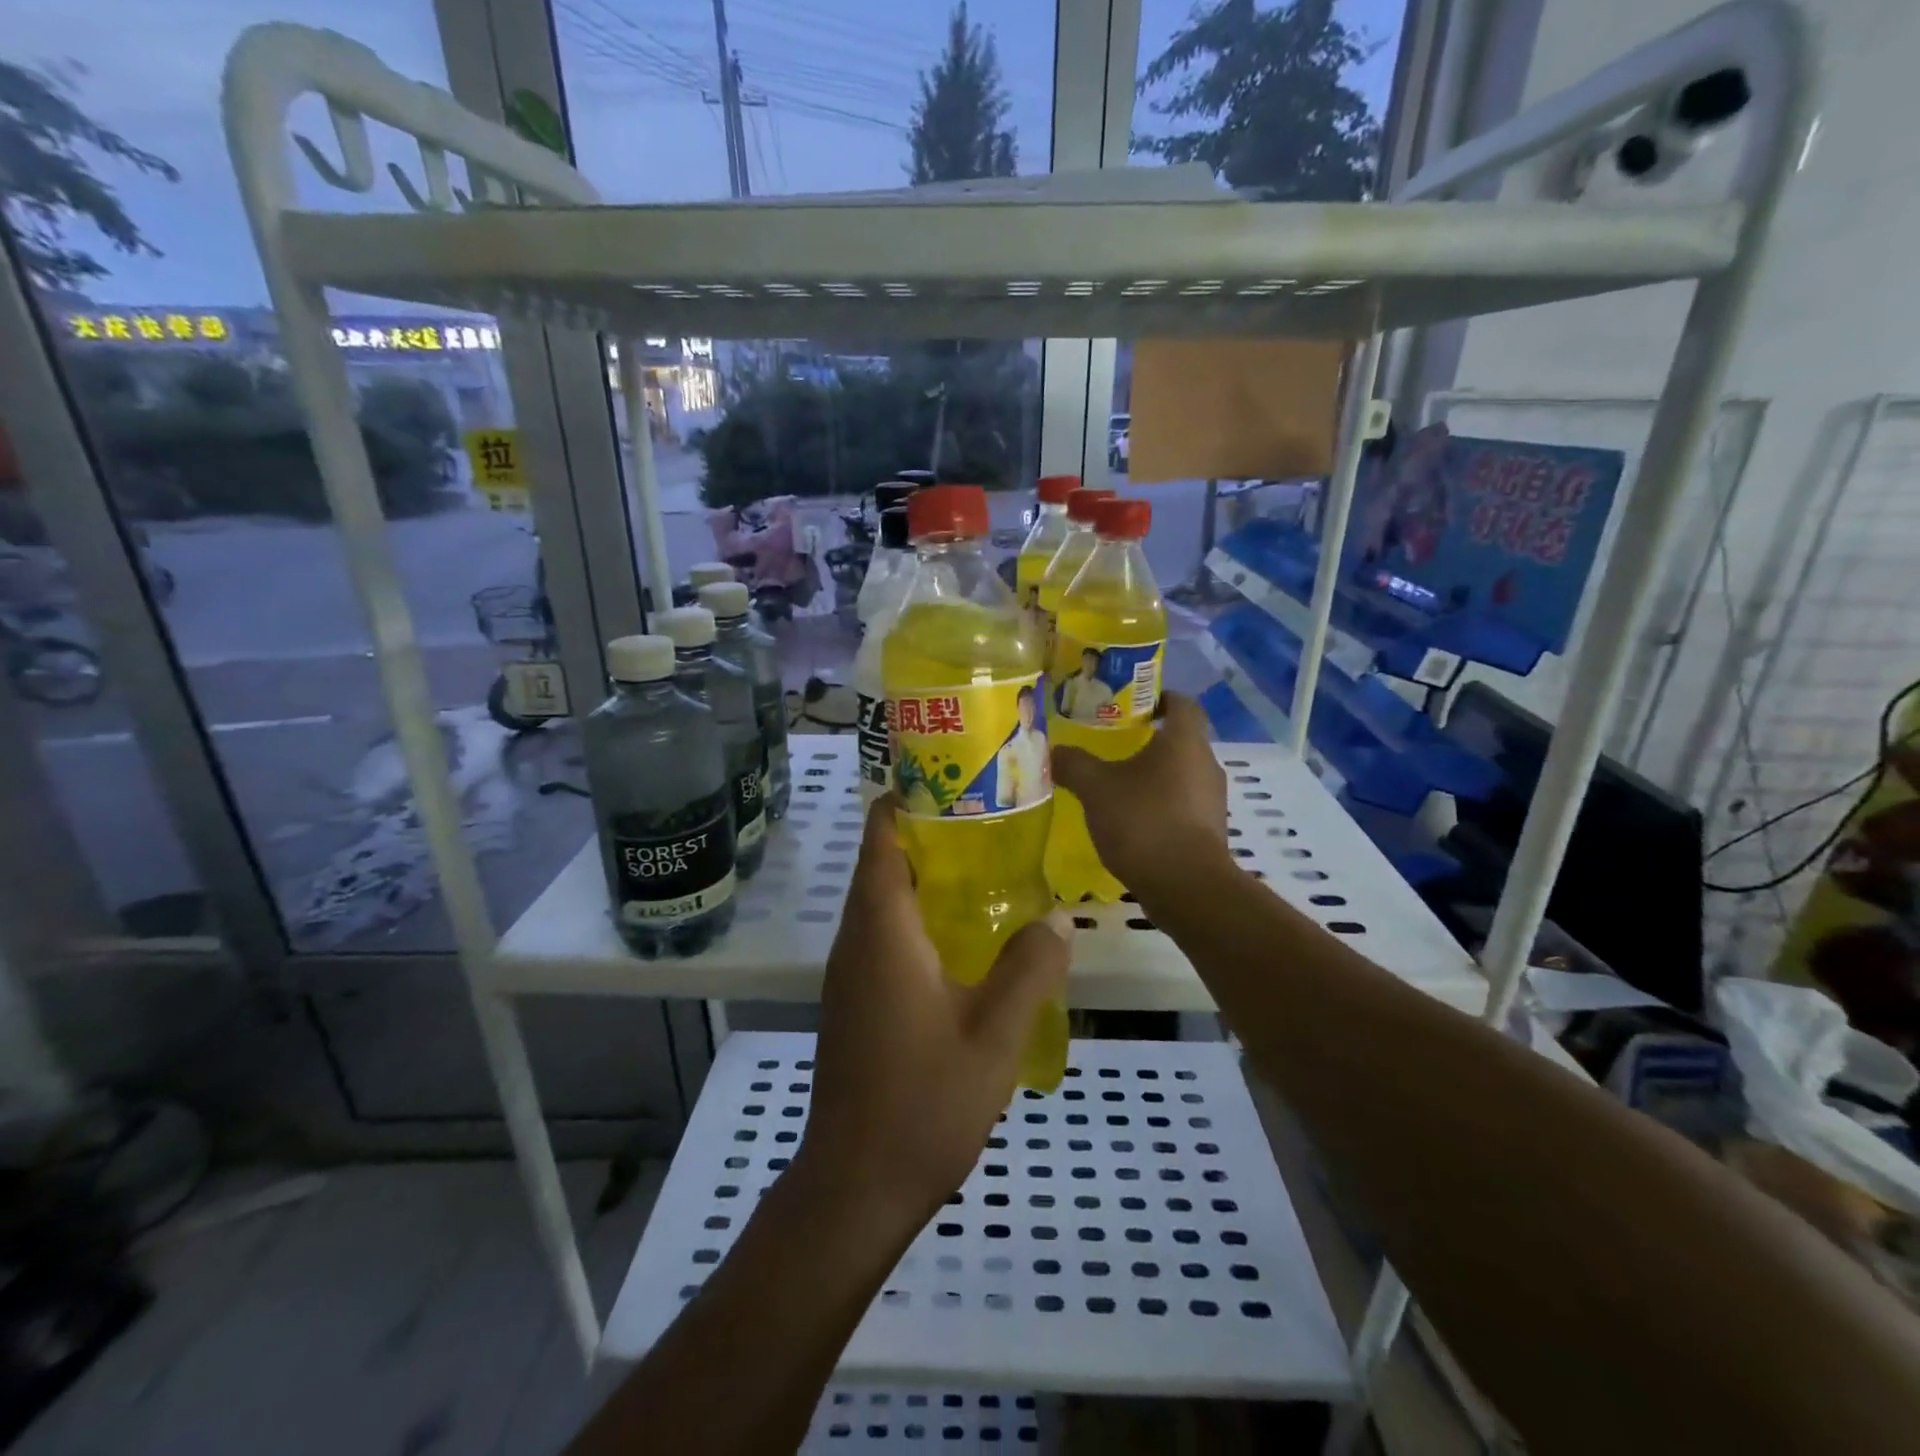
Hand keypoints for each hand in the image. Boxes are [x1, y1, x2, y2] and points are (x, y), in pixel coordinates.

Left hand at [802, 794, 1073, 1224]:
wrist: (857, 1185)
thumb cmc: (924, 1102)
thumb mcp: (994, 1033)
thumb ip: (1029, 968)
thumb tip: (1057, 916)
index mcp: (881, 931)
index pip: (880, 837)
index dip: (907, 799)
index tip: (955, 781)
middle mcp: (856, 940)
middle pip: (882, 863)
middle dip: (928, 834)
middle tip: (992, 822)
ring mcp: (850, 973)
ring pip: (882, 901)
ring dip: (924, 878)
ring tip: (988, 869)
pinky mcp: (854, 1000)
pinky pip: (883, 935)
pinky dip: (917, 916)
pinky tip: (965, 937)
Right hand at [1050, 691, 1229, 895]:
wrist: (1186, 887)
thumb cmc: (1143, 822)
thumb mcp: (1096, 788)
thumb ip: (1074, 764)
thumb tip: (1054, 751)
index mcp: (1185, 742)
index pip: (1182, 703)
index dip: (1160, 698)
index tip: (1133, 704)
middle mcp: (1206, 764)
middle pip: (1181, 741)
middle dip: (1150, 740)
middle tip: (1114, 745)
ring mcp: (1212, 801)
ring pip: (1182, 775)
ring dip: (1155, 776)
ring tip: (1119, 785)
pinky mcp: (1210, 832)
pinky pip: (1183, 806)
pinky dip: (1161, 806)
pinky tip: (1133, 821)